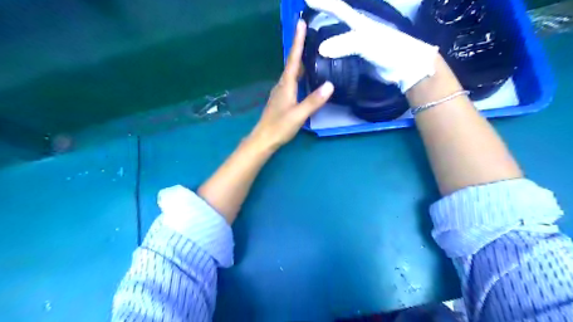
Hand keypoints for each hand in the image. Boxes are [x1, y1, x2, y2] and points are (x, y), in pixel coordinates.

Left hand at [249, 20, 333, 151]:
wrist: (263, 139)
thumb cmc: (279, 127)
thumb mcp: (298, 115)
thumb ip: (313, 101)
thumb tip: (330, 84)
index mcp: (286, 85)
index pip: (293, 59)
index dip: (297, 41)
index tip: (301, 23)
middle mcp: (282, 85)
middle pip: (291, 63)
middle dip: (299, 48)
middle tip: (310, 35)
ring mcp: (280, 93)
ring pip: (291, 73)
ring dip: (299, 61)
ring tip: (310, 53)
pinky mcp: (281, 100)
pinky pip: (291, 81)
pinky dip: (298, 74)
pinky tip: (304, 78)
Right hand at [307, 0, 436, 92]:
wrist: (403, 67)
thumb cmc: (388, 48)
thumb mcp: (365, 42)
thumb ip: (344, 43)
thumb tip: (320, 49)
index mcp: (358, 22)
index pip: (337, 9)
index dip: (323, 3)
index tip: (306, 0)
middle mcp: (356, 32)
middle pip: (335, 23)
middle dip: (321, 19)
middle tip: (304, 23)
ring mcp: (357, 46)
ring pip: (337, 40)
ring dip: (324, 39)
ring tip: (309, 42)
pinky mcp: (358, 60)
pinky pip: (340, 55)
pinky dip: (331, 56)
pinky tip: (323, 60)